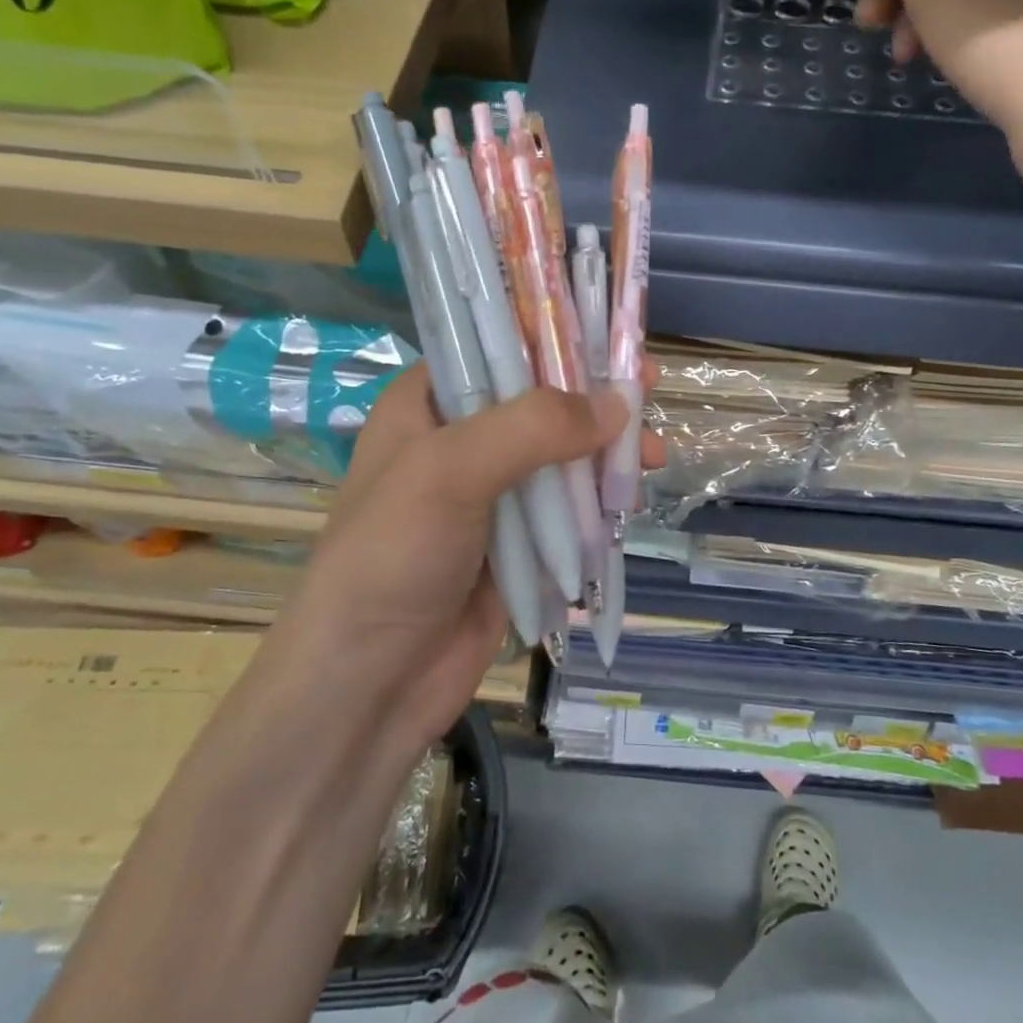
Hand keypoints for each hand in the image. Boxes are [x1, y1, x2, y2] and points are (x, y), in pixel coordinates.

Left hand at [277, 364, 663, 755]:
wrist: (369, 684)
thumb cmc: (392, 557)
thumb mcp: (451, 471)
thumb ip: (533, 428)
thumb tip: (619, 406)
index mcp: (427, 405)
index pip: (497, 348)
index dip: (555, 338)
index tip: (613, 339)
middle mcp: (460, 442)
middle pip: (540, 403)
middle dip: (594, 399)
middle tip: (649, 392)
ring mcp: (490, 496)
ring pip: (561, 457)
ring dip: (606, 452)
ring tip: (653, 455)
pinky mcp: (517, 544)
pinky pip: (567, 509)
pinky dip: (599, 501)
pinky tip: (630, 499)